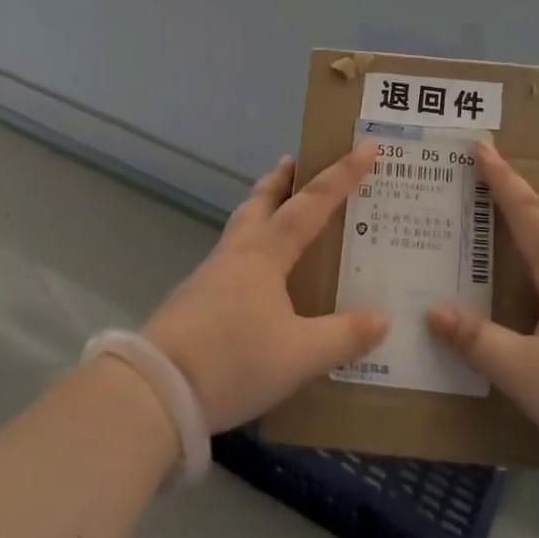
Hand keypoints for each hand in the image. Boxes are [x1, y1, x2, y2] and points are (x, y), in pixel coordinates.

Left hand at [144, 144, 388, 431]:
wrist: (155, 391)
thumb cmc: (234, 361)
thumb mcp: (300, 355)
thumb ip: (343, 336)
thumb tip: (383, 319)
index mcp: (266, 253)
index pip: (312, 203)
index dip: (342, 175)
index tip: (366, 146)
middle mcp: (238, 252)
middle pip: (261, 200)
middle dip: (282, 178)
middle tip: (297, 161)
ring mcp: (211, 274)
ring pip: (242, 226)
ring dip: (262, 207)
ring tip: (278, 208)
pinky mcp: (196, 299)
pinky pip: (232, 255)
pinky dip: (250, 244)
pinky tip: (257, 272)